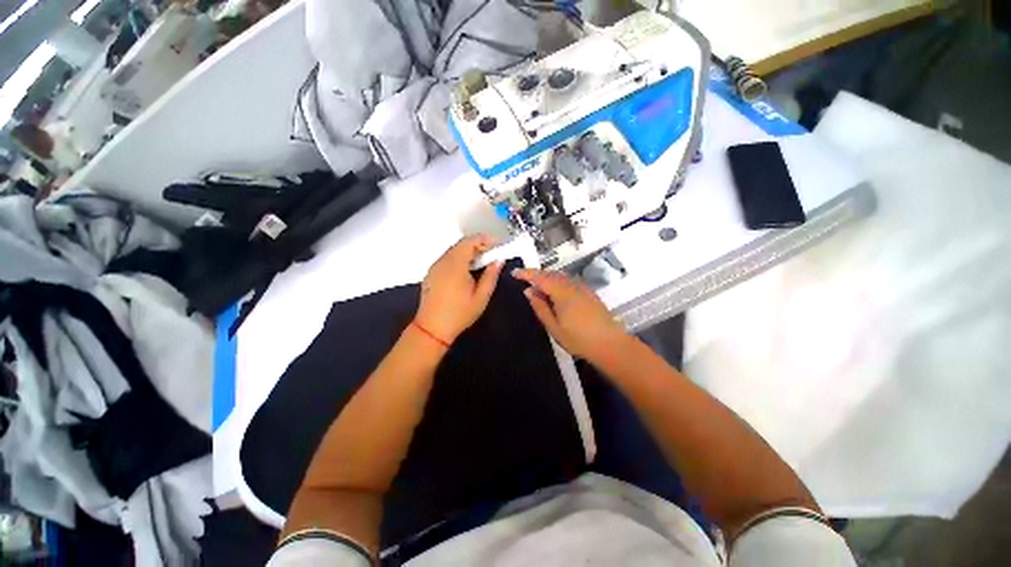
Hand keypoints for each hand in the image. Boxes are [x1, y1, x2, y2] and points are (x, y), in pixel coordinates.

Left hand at [415, 235, 503, 343]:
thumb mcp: (481, 297)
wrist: (431, 329)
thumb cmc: (459, 314)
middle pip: (461, 244)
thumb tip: (499, 261)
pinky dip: (459, 258)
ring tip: (482, 262)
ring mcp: (435, 267)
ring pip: (453, 251)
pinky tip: (467, 270)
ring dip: (468, 252)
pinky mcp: (431, 273)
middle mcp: (443, 261)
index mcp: (455, 265)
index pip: (470, 241)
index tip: (497, 245)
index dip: (485, 239)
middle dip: (478, 245)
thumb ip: (491, 276)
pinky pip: (447, 259)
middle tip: (492, 254)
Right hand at [512, 268, 628, 359]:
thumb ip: (540, 307)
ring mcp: (582, 287)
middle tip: (524, 281)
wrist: (610, 344)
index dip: (526, 273)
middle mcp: (572, 285)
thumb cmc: (578, 339)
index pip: (540, 277)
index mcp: (562, 292)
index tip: (514, 273)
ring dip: (547, 278)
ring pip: (560, 276)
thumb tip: (528, 291)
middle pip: (551, 274)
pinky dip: (557, 282)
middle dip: (536, 274)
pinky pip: (568, 281)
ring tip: (537, 287)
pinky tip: (555, 293)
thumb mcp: (554, 326)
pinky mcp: (588, 292)